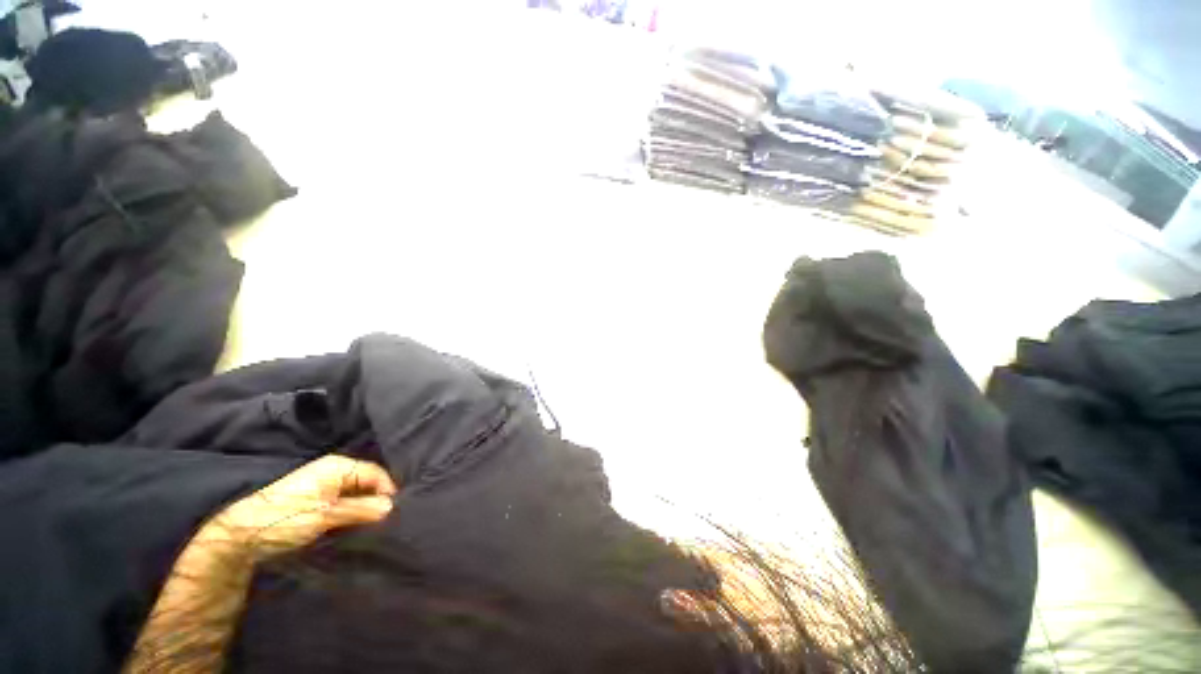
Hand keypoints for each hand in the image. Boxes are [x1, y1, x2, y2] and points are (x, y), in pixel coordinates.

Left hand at [199, 454, 398, 563]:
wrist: (240, 534)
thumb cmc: (286, 519)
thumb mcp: (326, 516)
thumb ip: (360, 509)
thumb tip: (391, 506)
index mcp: (338, 466)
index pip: (376, 473)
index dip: (387, 491)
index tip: (394, 513)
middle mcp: (334, 470)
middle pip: (366, 481)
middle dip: (376, 499)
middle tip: (385, 521)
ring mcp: (323, 483)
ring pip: (355, 492)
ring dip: (363, 507)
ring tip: (372, 525)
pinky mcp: (315, 498)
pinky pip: (343, 500)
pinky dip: (350, 511)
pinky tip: (353, 525)